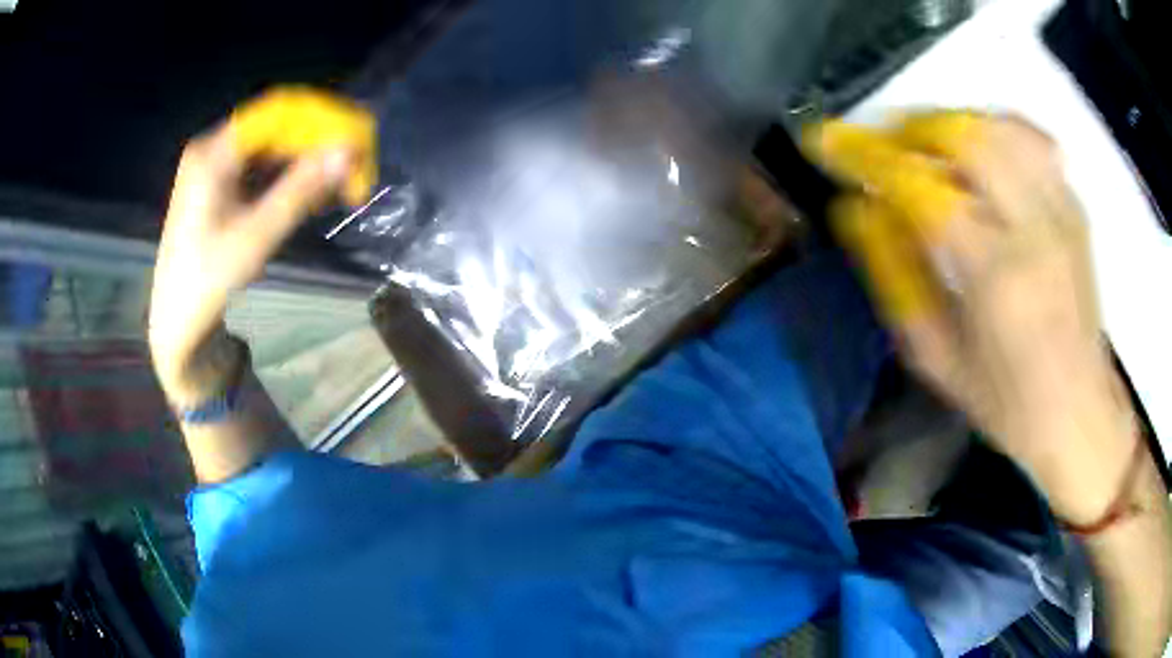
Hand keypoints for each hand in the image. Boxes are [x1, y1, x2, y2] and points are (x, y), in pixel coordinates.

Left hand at [148, 123, 351, 398]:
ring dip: (307, 161)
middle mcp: (214, 148)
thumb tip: (348, 151)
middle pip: (276, 127)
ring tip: (340, 186)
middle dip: (318, 143)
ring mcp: (215, 167)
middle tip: (354, 170)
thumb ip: (301, 189)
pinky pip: (262, 167)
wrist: (176, 323)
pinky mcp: (219, 186)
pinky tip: (312, 194)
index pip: (279, 113)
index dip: (322, 120)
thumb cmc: (207, 280)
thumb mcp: (256, 235)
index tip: (357, 142)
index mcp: (214, 152)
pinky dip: (289, 177)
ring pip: (272, 148)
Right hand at [808, 112, 1128, 522]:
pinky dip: (993, 127)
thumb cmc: (1006, 402)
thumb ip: (894, 278)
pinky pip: (1031, 138)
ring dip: (947, 123)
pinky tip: (976, 145)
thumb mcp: (937, 358)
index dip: (866, 156)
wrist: (1079, 411)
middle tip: (878, 143)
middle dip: (907, 128)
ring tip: (921, 144)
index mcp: (997, 277)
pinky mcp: (1074, 206)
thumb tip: (855, 209)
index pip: (922, 189)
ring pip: (995, 126)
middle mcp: (1034, 228)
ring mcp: (1061, 210)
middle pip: (962, 137)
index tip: (826, 141)